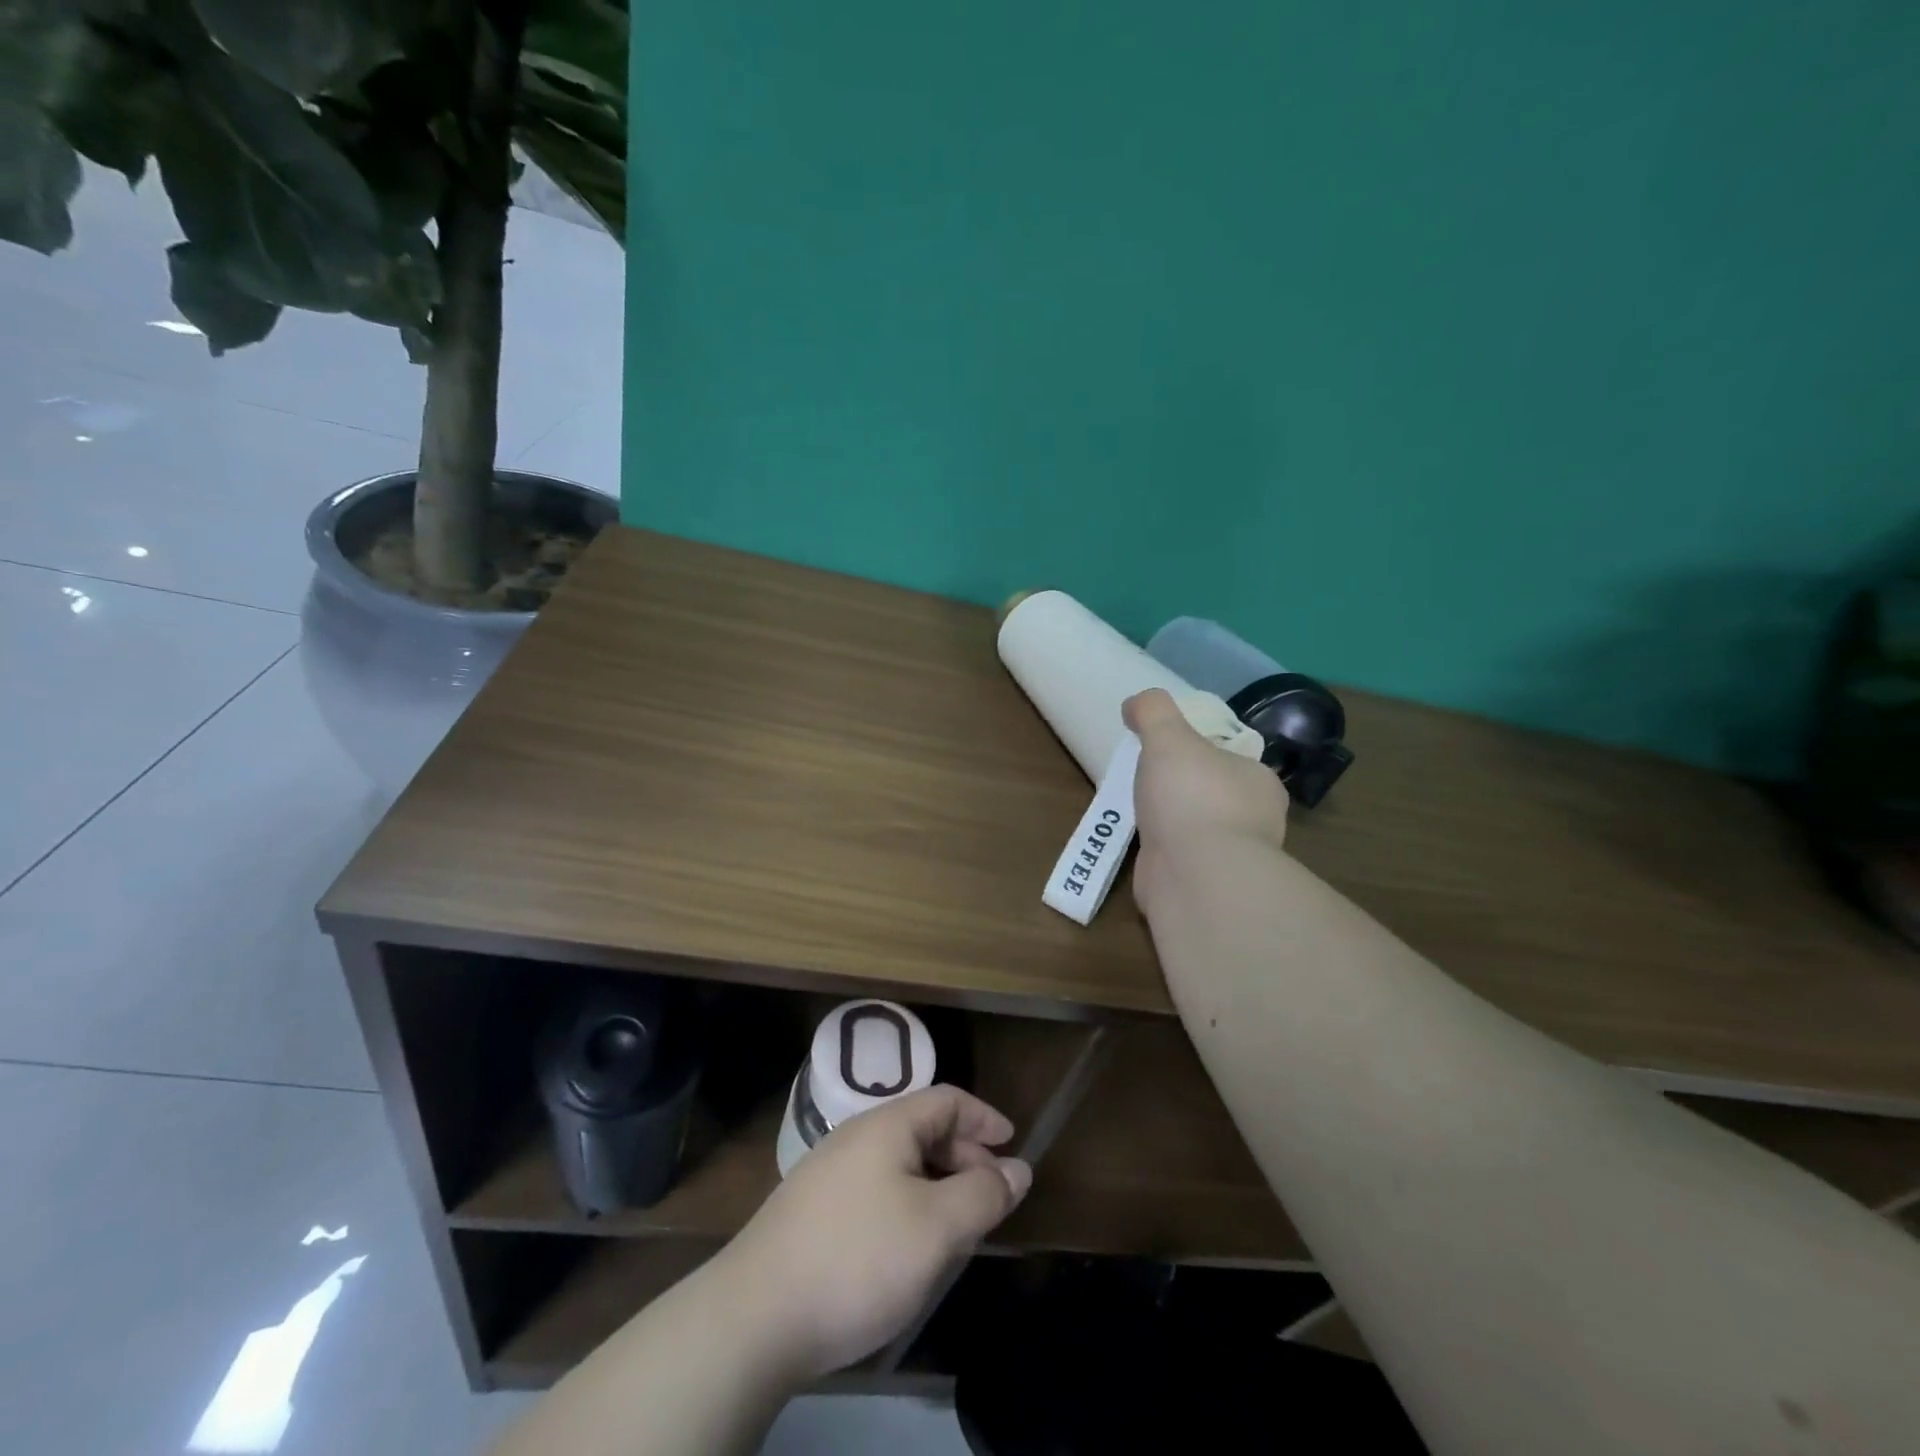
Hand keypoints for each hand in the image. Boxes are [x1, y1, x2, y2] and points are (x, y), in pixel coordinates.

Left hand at [714, 1085, 1030, 1380]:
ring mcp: (828, 1172)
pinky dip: (907, 1205)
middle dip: (964, 1157)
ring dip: (936, 1185)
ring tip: (956, 1228)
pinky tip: (908, 1248)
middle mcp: (856, 1136)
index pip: (947, 1100)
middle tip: (991, 1197)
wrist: (754, 1315)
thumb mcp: (936, 1228)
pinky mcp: (811, 1210)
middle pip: (923, 1129)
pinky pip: (875, 1190)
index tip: (1014, 1144)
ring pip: (899, 1164)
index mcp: (887, 1125)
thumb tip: (1018, 1168)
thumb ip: (983, 1194)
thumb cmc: (858, 1258)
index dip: (985, 1118)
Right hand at [1124, 688, 1289, 915]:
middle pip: (1214, 795)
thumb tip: (1136, 703)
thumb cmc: (1192, 796)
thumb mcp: (1169, 736)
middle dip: (1185, 790)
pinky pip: (1182, 861)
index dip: (1202, 753)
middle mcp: (1254, 820)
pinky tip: (1143, 847)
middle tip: (1149, 780)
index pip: (1232, 760)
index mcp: (1259, 782)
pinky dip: (1163, 854)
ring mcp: (1231, 858)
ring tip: (1140, 813)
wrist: (1195, 875)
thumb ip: (1154, 711)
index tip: (1171, 751)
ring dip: (1173, 824)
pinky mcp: (1206, 887)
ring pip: (1199, 831)